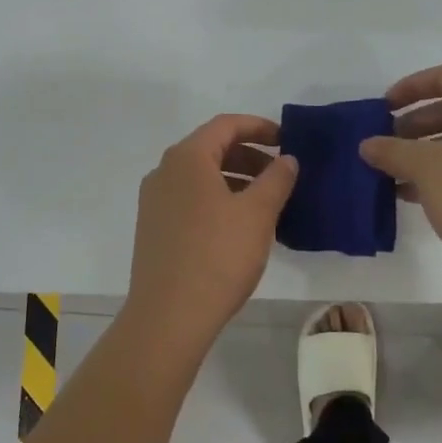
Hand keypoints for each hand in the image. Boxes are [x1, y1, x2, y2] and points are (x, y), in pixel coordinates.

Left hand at [124, 114, 298, 356]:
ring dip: (235, 180)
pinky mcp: (154, 229)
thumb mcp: (257, 213)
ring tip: (266, 203)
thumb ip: (277, 179)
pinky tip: (239, 226)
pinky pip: (190, 200)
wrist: (168, 317)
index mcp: (187, 158)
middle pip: (211, 149)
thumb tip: (287, 159)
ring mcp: (155, 201)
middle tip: (281, 174)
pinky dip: (218, 200)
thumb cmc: (217, 256)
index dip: (259, 127)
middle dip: (249, 156)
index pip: (225, 125)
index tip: (287, 139)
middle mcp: (164, 171)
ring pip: (201, 177)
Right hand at [359, 65, 441, 302]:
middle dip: (412, 125)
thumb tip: (367, 144)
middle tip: (383, 145)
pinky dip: (439, 176)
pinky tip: (409, 195)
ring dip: (422, 154)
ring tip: (389, 173)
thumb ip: (393, 151)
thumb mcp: (427, 168)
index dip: (410, 88)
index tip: (382, 108)